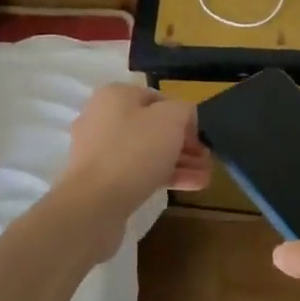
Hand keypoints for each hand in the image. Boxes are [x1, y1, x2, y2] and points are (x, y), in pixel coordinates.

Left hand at [56, 84, 210, 243]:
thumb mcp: (170, 119)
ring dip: (178, 162)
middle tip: (206, 158)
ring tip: (205, 176)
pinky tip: (190, 186)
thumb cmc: (134, 151)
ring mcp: (99, 151)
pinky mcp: (100, 180)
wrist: (93, 204)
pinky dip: (162, 177)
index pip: (158, 98)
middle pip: (152, 127)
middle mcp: (103, 118)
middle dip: (183, 143)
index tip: (200, 136)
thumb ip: (184, 110)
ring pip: (146, 152)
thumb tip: (185, 119)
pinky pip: (137, 172)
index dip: (183, 116)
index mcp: (115, 96)